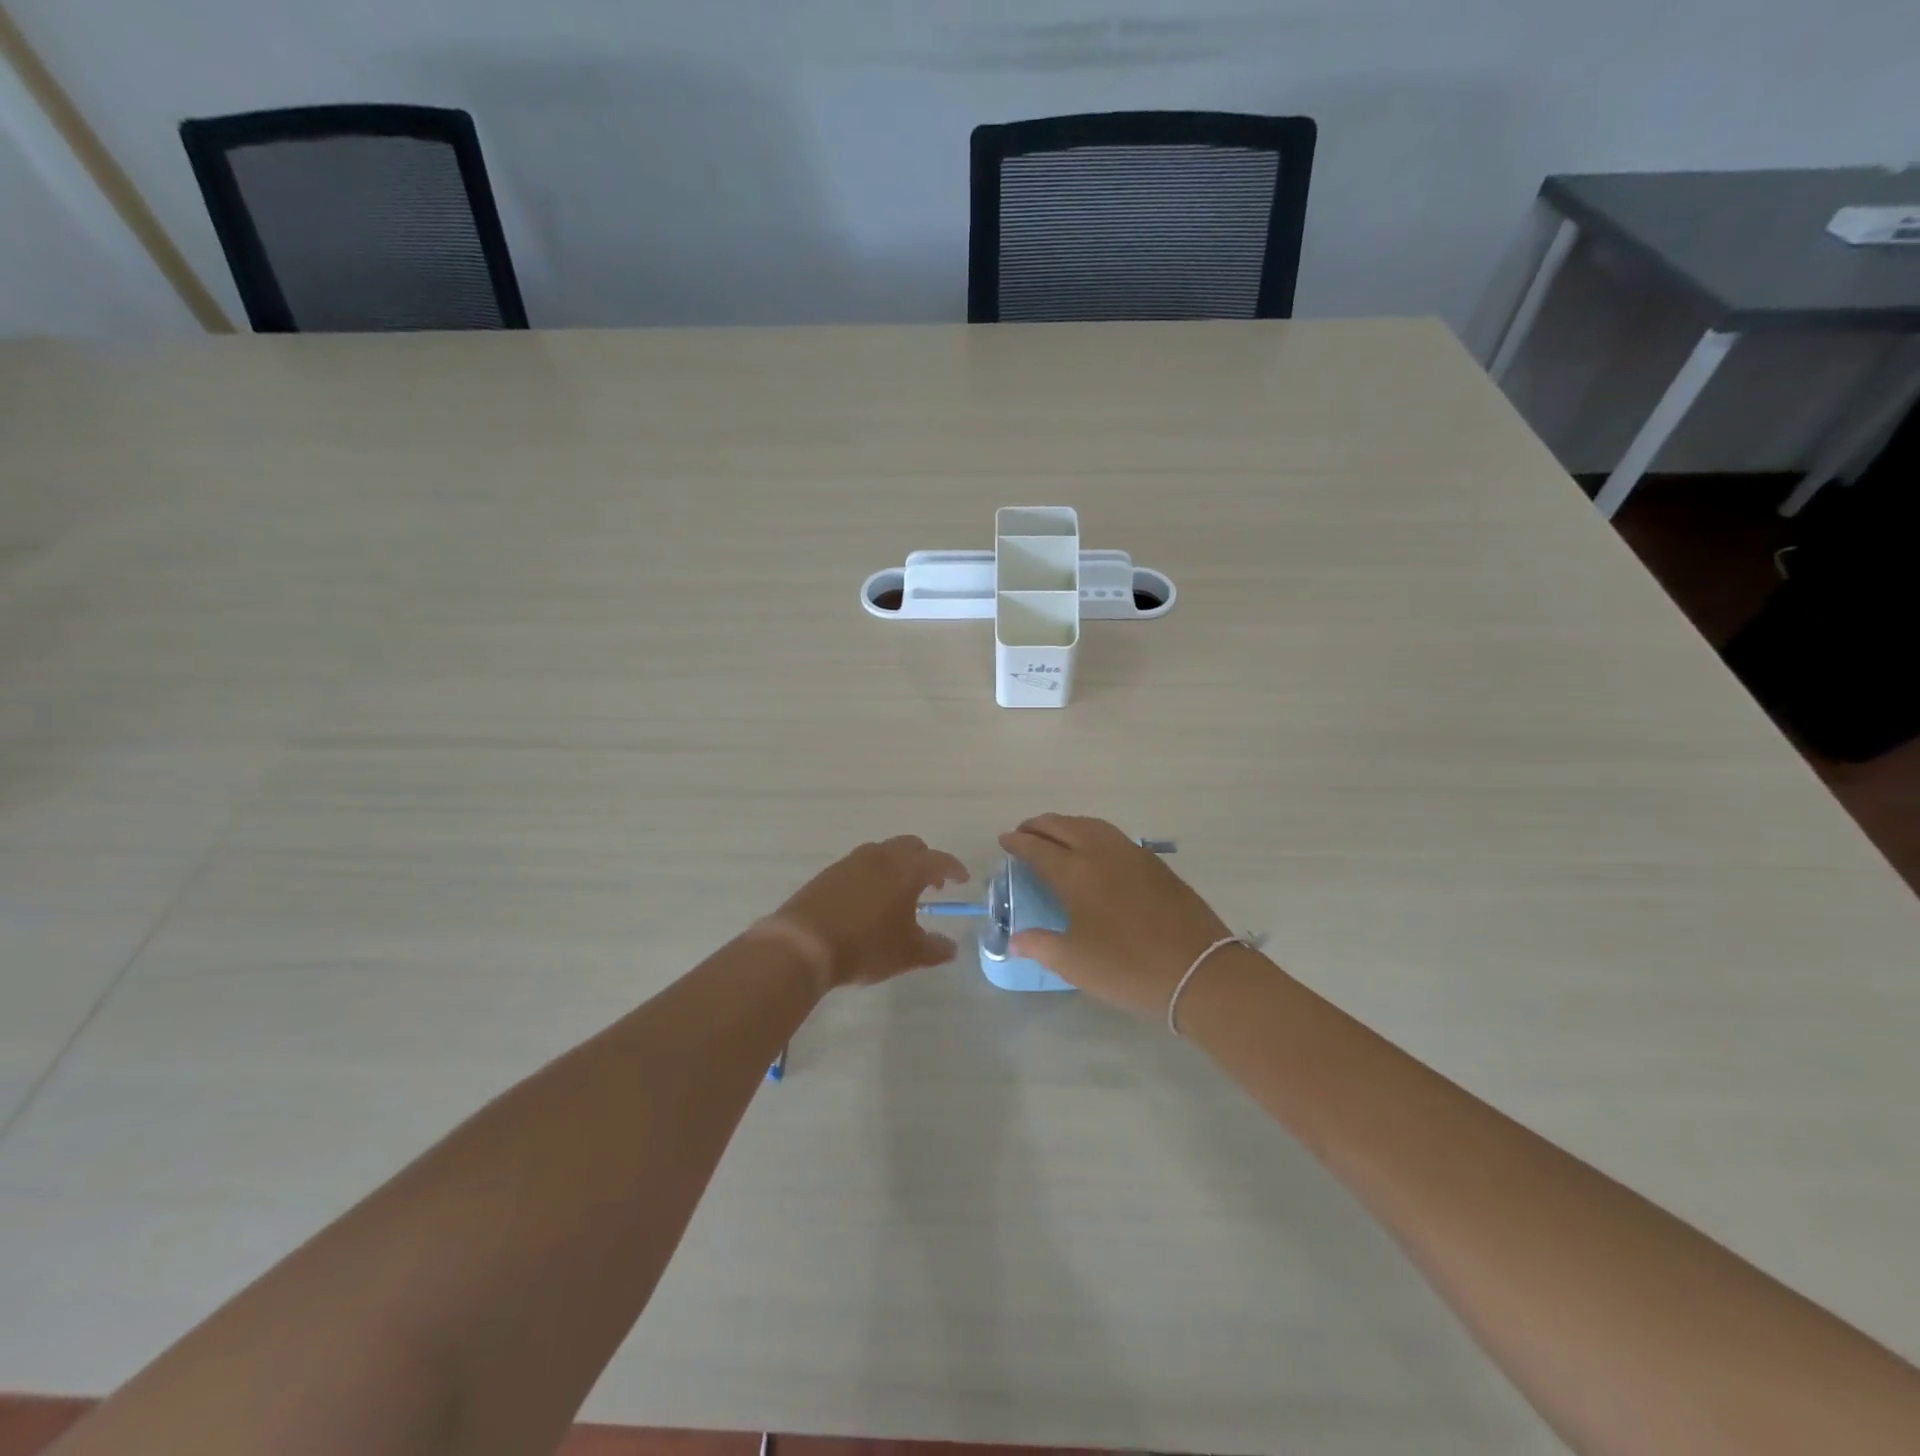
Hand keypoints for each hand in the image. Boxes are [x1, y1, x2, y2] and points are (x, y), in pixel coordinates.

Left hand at [757, 835, 969, 991]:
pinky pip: (861, 864)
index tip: (962, 879)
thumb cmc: (865, 946)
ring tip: (899, 894)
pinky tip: (869, 900)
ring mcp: (853, 860)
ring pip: (884, 852)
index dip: (954, 869)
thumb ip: (934, 949)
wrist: (804, 944)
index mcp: (907, 869)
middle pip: (911, 846)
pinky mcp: (830, 871)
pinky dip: (874, 874)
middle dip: (926, 862)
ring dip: (898, 866)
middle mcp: (882, 855)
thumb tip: (951, 947)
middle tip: (931, 886)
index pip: (940, 860)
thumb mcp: (907, 954)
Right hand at [998, 814, 1236, 1019]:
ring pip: (1091, 825)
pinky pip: (1112, 835)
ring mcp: (1132, 854)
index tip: (1004, 840)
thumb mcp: (1075, 964)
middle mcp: (1101, 853)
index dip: (1018, 843)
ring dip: (1067, 824)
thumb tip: (1014, 940)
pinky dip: (1091, 832)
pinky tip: (1093, 848)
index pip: (1038, 849)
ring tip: (1055, 834)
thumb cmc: (1129, 968)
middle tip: (1024, 832)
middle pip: (1064, 826)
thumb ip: (1040, 945)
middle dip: (1039, 826)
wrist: (1198, 971)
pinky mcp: (1154, 863)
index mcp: (1077, 874)